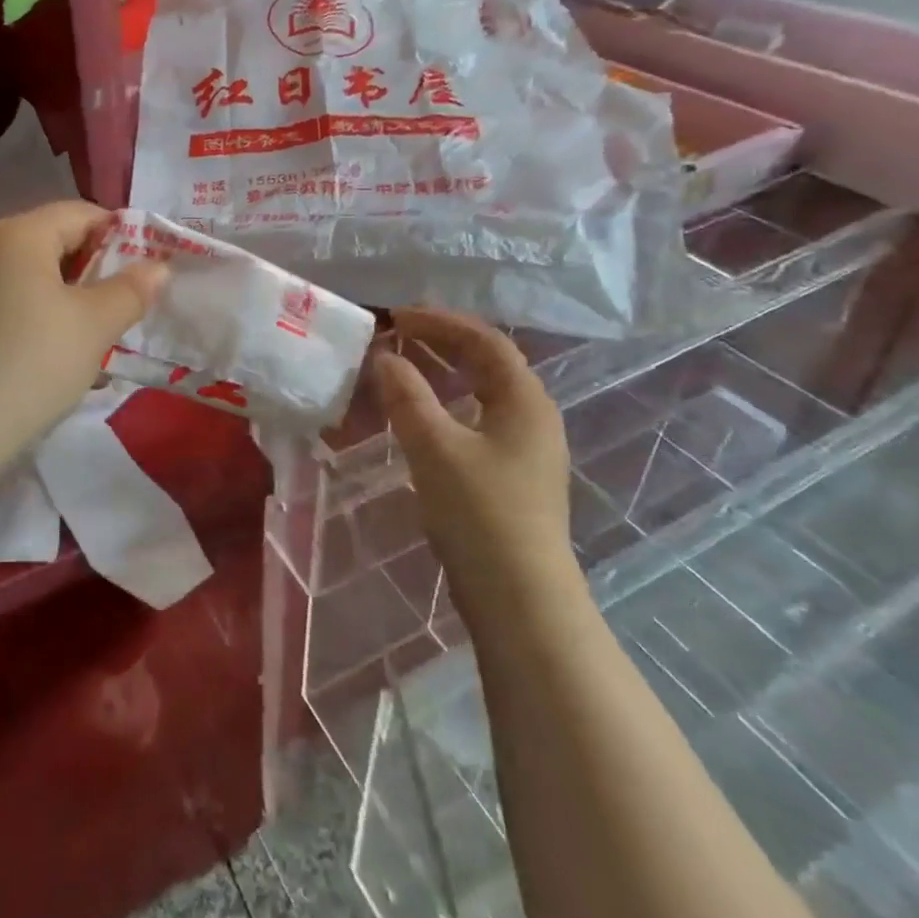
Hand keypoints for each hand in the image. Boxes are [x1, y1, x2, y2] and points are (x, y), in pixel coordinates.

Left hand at [0, 201, 165, 456]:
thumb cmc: (34, 360)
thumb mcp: (95, 324)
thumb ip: (132, 289)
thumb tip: (158, 267)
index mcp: (17, 233)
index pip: (82, 213)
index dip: (122, 236)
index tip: (147, 270)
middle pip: (56, 241)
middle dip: (97, 270)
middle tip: (127, 304)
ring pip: (37, 275)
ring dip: (73, 296)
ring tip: (99, 332)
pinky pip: (15, 300)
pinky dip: (44, 314)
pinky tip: (61, 351)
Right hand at [372, 308, 575, 593]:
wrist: (520, 600)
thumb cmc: (480, 514)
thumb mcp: (435, 447)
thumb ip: (407, 396)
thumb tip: (385, 358)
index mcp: (525, 400)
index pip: (484, 340)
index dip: (440, 322)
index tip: (396, 317)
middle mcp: (533, 416)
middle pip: (488, 362)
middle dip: (441, 343)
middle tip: (397, 335)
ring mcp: (526, 449)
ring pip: (481, 393)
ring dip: (442, 373)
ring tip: (402, 365)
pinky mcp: (512, 476)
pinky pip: (477, 419)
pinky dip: (446, 404)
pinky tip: (419, 416)